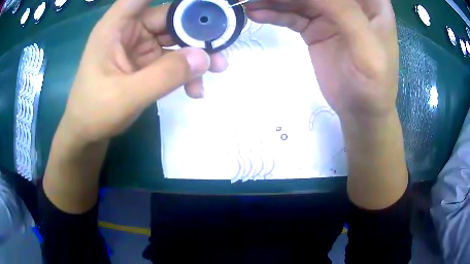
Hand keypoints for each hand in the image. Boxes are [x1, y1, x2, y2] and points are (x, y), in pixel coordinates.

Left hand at [61, 0, 226, 144]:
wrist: (88, 134)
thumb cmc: (95, 112)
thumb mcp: (127, 95)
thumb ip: (164, 75)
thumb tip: (205, 57)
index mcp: (116, 27)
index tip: (202, 2)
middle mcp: (129, 30)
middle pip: (168, 16)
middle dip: (196, 29)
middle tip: (221, 44)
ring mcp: (139, 46)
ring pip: (175, 38)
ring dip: (196, 52)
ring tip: (218, 68)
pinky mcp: (146, 63)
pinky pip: (172, 60)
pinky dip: (186, 71)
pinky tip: (195, 89)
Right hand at [246, 0, 398, 120]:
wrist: (360, 112)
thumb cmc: (375, 84)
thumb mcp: (367, 47)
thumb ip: (344, 12)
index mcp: (371, 2)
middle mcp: (349, 3)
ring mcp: (330, 15)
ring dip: (275, 0)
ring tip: (251, 2)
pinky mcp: (314, 28)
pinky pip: (291, 15)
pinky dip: (274, 13)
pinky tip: (257, 13)